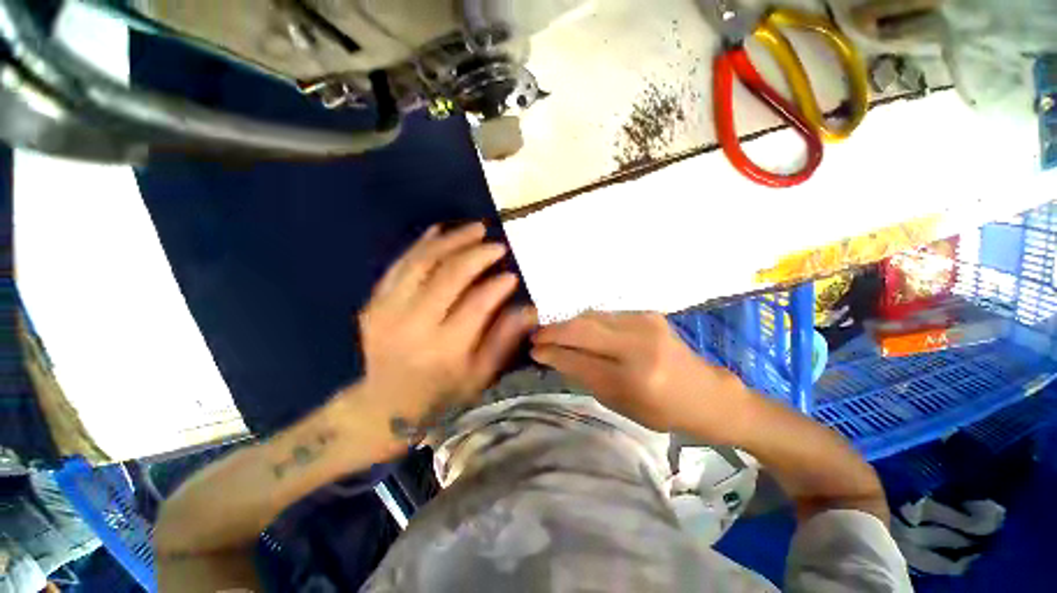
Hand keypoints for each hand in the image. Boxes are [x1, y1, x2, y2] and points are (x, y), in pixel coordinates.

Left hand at [359, 222, 536, 426]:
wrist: (383, 405)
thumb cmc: (441, 393)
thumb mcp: (480, 375)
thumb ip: (504, 339)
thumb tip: (530, 309)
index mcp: (445, 348)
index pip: (477, 304)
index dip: (497, 285)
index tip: (512, 273)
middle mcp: (414, 325)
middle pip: (448, 275)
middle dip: (477, 254)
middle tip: (497, 244)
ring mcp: (388, 310)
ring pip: (423, 261)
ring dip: (451, 240)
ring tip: (475, 229)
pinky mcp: (374, 302)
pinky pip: (399, 264)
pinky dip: (421, 244)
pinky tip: (440, 231)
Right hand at [530, 312, 753, 440]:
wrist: (705, 392)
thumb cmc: (662, 410)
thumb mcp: (620, 404)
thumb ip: (585, 377)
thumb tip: (555, 356)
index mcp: (634, 379)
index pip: (579, 359)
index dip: (552, 353)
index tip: (534, 350)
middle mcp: (639, 344)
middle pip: (583, 329)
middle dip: (554, 331)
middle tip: (537, 336)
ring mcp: (645, 323)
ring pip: (591, 316)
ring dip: (568, 324)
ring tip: (552, 331)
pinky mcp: (647, 313)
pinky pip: (605, 315)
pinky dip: (586, 322)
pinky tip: (578, 329)